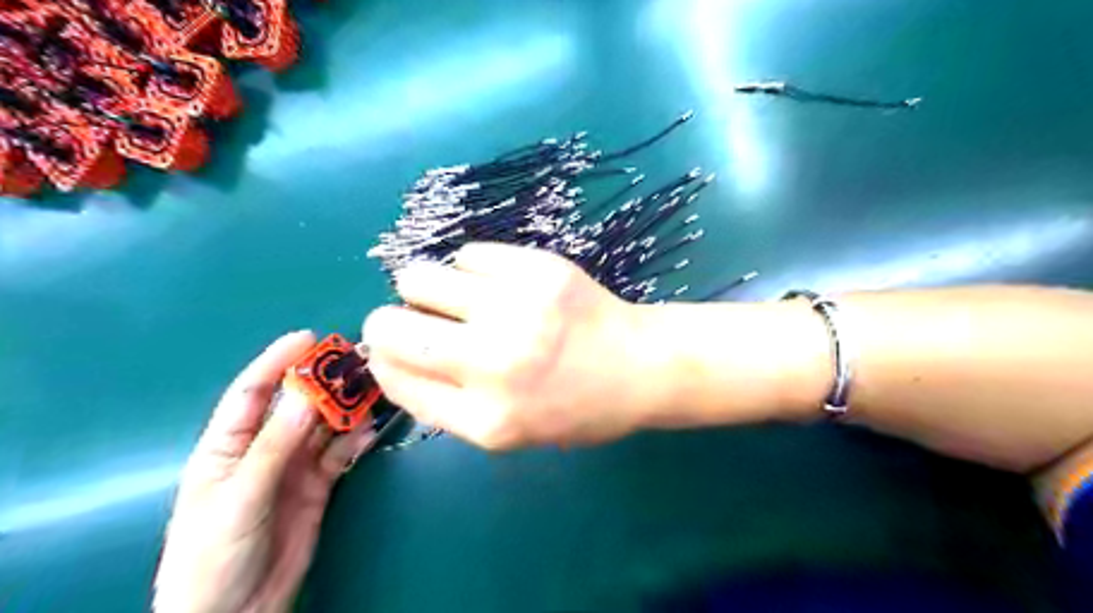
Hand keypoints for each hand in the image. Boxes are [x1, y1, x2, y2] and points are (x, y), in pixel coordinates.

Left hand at [156, 332, 381, 611]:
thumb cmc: (214, 555)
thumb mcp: (239, 497)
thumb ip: (275, 446)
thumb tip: (308, 396)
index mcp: (227, 446)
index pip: (252, 393)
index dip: (277, 362)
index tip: (308, 338)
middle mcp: (263, 449)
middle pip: (297, 405)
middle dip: (324, 382)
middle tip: (356, 361)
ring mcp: (294, 467)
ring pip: (325, 427)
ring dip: (347, 408)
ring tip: (373, 389)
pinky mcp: (318, 485)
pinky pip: (340, 454)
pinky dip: (356, 439)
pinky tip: (370, 429)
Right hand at [363, 241, 666, 449]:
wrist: (642, 366)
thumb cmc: (577, 407)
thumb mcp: (510, 431)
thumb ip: (446, 403)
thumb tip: (389, 358)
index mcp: (486, 420)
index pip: (395, 379)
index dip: (383, 359)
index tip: (391, 350)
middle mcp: (493, 364)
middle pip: (390, 327)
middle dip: (388, 322)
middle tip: (416, 320)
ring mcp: (517, 309)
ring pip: (419, 278)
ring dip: (424, 289)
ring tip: (456, 298)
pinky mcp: (538, 269)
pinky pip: (468, 255)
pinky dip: (471, 270)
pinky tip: (497, 284)